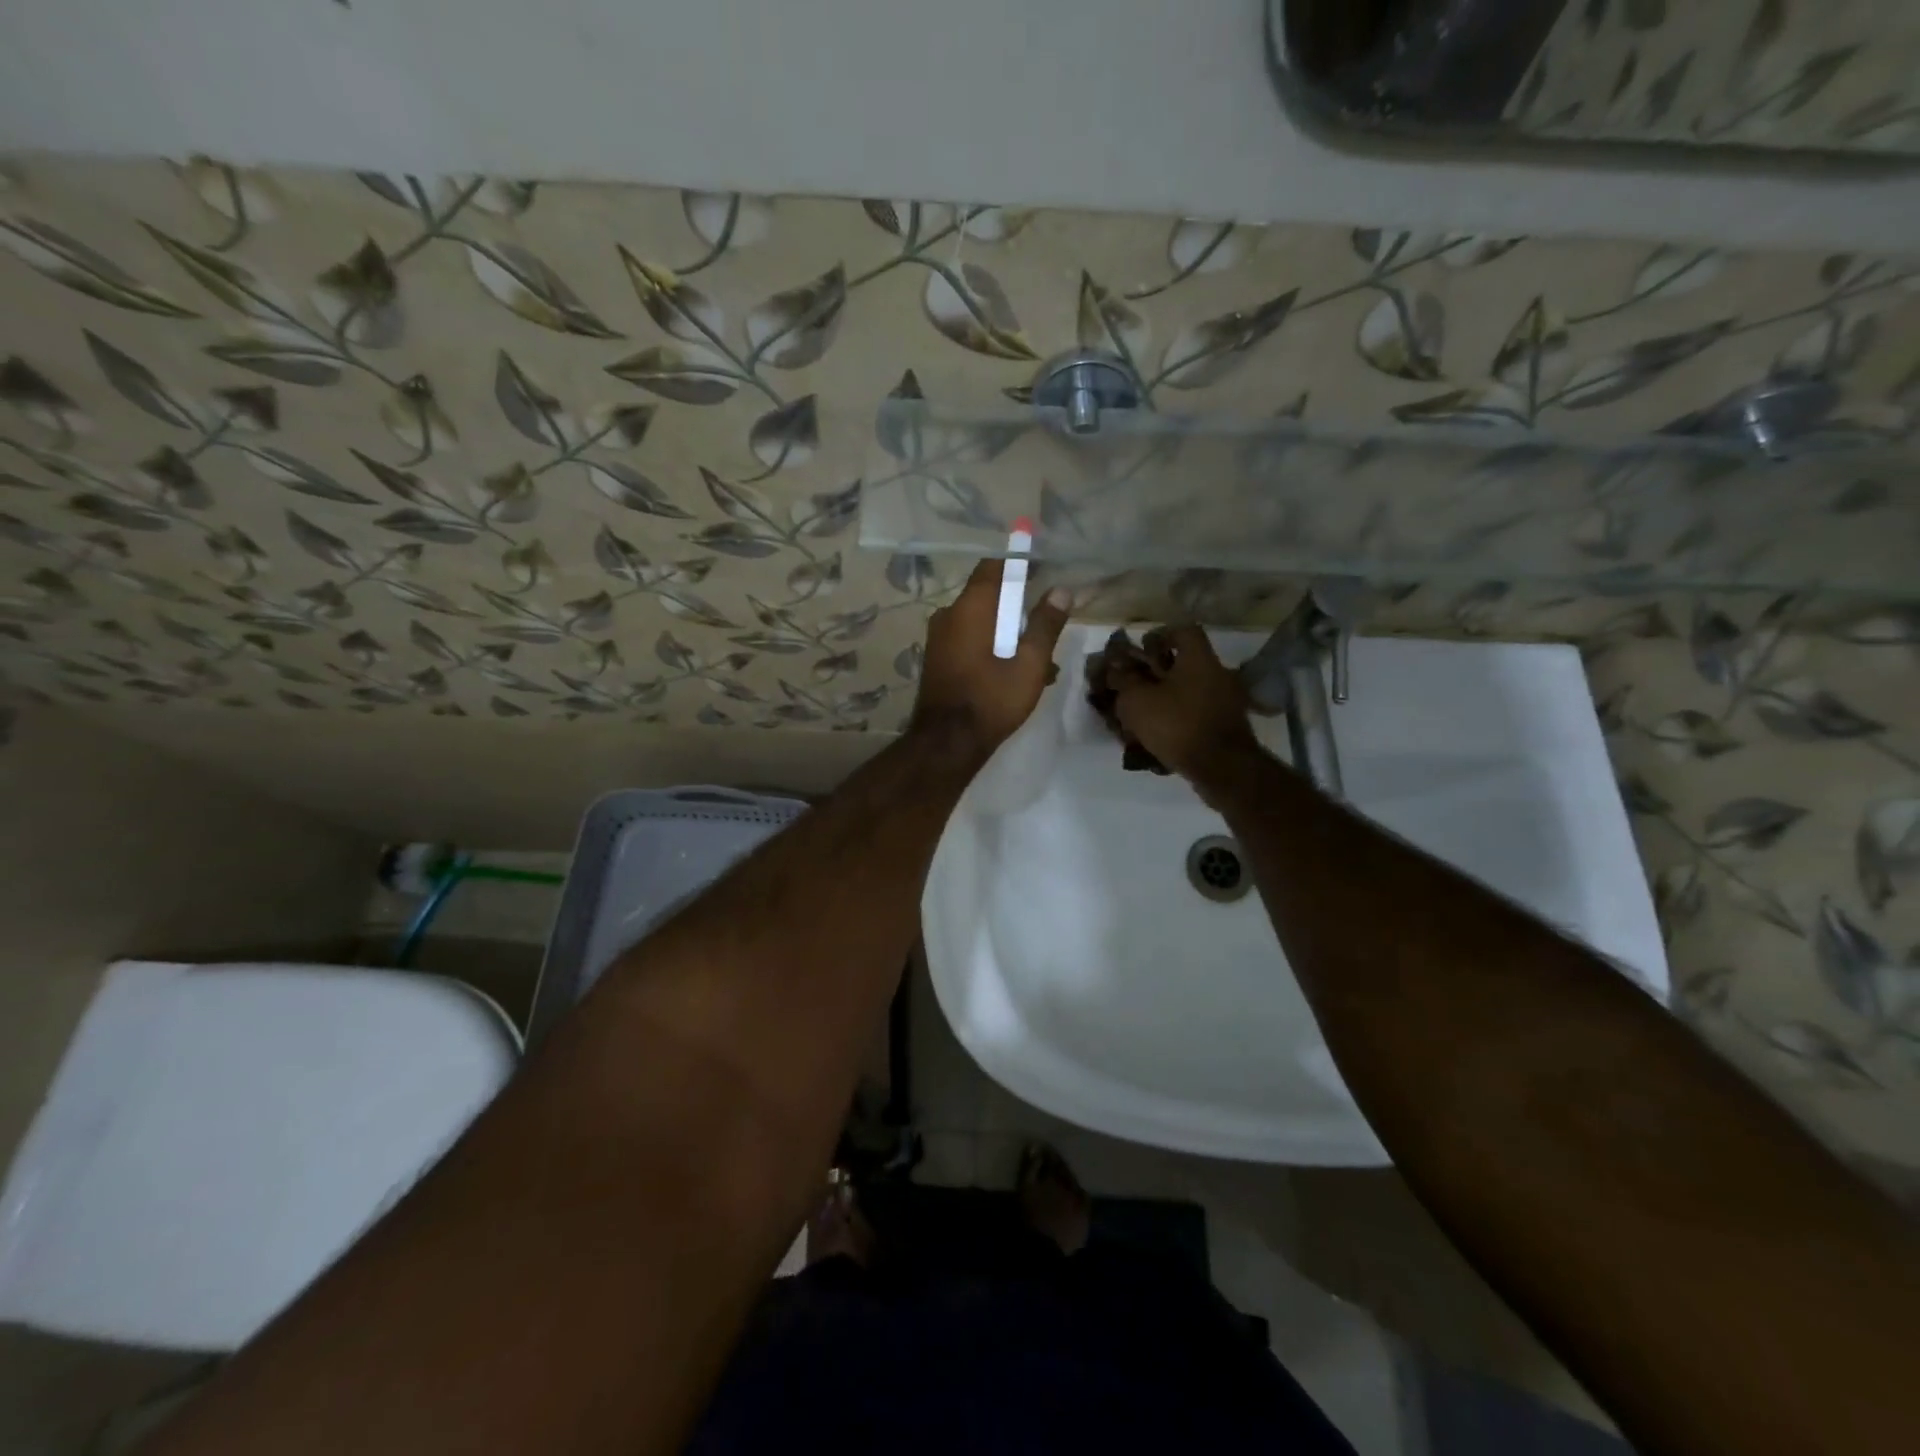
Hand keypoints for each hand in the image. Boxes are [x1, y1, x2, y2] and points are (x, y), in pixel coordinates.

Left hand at [913, 559, 1069, 756]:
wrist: (946, 743)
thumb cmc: (991, 699)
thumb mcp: (1030, 663)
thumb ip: (1046, 624)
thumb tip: (1062, 589)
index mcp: (970, 607)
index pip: (994, 567)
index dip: (1019, 566)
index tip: (1043, 574)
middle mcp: (948, 615)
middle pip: (988, 597)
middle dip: (1020, 609)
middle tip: (1047, 628)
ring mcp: (939, 638)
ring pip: (981, 623)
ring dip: (1009, 635)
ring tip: (1041, 663)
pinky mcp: (938, 659)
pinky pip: (969, 641)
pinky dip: (992, 648)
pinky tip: (1015, 675)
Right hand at [1108, 625, 1260, 788]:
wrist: (1221, 767)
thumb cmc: (1177, 724)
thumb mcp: (1137, 701)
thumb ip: (1124, 681)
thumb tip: (1117, 669)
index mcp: (1199, 658)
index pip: (1183, 630)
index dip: (1160, 636)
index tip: (1142, 651)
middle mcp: (1217, 673)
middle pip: (1185, 663)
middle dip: (1158, 672)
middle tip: (1135, 685)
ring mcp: (1227, 700)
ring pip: (1190, 690)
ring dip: (1168, 697)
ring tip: (1143, 714)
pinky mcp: (1227, 725)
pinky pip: (1198, 712)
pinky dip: (1180, 717)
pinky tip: (1162, 733)